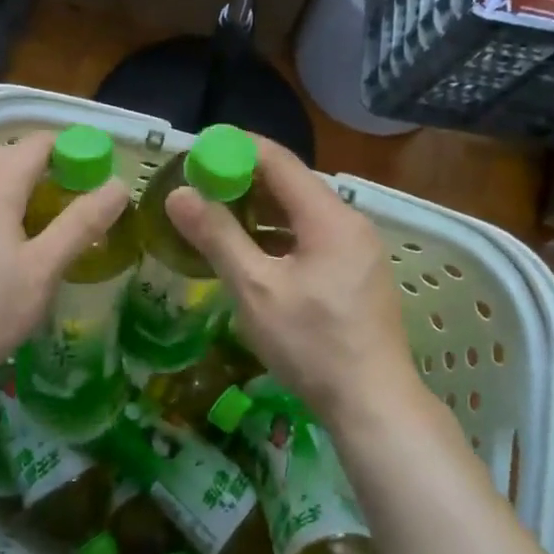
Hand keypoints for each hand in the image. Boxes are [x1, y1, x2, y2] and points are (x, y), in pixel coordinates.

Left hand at [0, 131, 129, 393]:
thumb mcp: (44, 268)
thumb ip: (82, 224)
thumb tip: (118, 186)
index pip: (37, 144)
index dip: (71, 149)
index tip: (96, 173)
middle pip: (7, 154)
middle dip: (43, 164)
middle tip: (72, 196)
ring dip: (15, 183)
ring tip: (41, 219)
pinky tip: (2, 242)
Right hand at [165, 138, 415, 422]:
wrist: (374, 403)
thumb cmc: (312, 344)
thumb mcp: (255, 288)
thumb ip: (217, 236)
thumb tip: (179, 194)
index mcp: (328, 216)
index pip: (277, 159)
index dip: (235, 149)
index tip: (196, 154)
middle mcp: (349, 221)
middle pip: (291, 183)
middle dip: (243, 180)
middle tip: (198, 188)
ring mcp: (357, 248)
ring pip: (301, 212)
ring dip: (259, 210)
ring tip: (216, 218)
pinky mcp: (357, 272)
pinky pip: (312, 236)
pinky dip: (278, 234)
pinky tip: (252, 252)